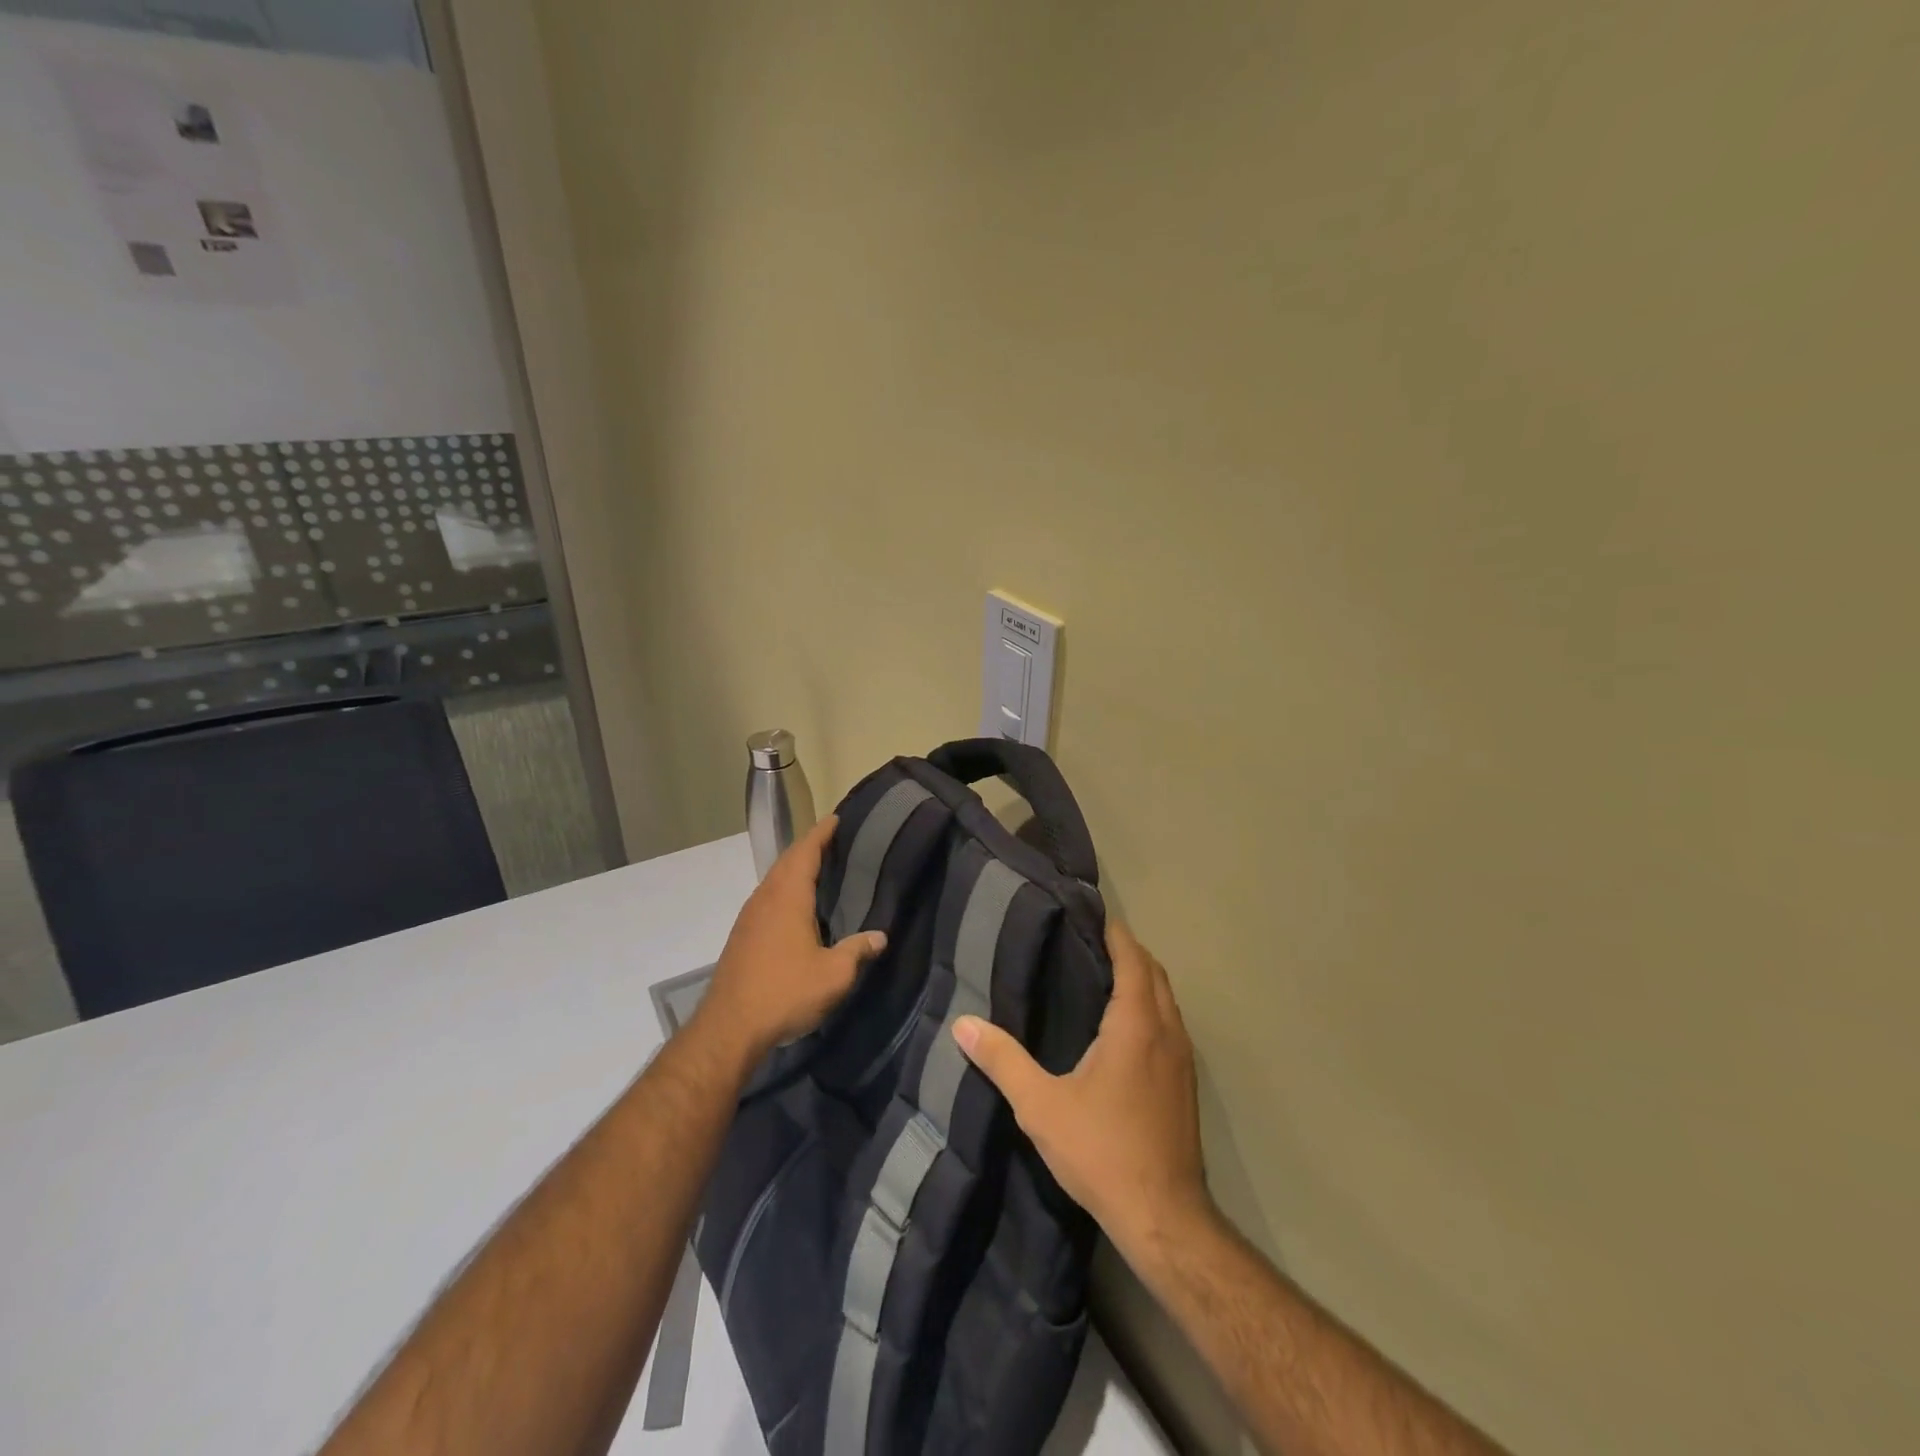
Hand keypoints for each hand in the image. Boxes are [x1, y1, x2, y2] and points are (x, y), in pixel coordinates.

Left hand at [695, 816, 887, 1061]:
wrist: (729, 1028)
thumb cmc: (785, 992)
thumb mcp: (834, 975)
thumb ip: (857, 951)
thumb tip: (880, 936)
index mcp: (788, 898)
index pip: (805, 853)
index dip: (820, 834)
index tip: (835, 819)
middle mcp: (765, 899)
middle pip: (786, 862)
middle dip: (808, 847)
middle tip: (832, 841)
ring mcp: (749, 918)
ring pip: (773, 880)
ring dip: (793, 868)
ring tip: (816, 869)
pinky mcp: (741, 936)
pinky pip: (766, 898)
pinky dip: (783, 889)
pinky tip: (795, 907)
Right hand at [953, 921, 1210, 1256]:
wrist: (1165, 1217)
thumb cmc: (1102, 1151)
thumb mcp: (1041, 1106)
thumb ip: (1002, 1061)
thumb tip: (962, 1024)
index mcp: (1137, 1024)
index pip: (1132, 958)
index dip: (1115, 932)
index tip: (1089, 913)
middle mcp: (1167, 1031)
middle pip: (1154, 972)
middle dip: (1127, 950)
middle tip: (1086, 940)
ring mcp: (1183, 1058)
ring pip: (1166, 998)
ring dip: (1141, 978)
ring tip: (1100, 973)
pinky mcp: (1186, 1083)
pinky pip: (1170, 1023)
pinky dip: (1149, 1006)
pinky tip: (1121, 1026)